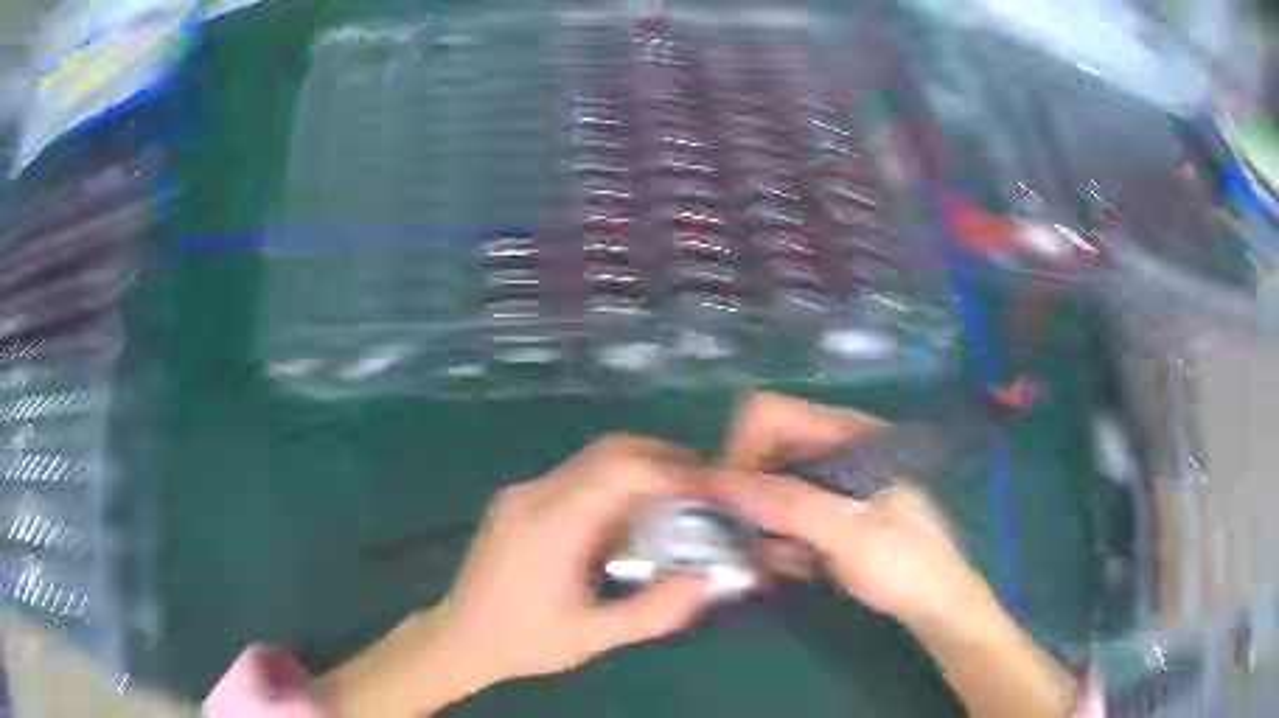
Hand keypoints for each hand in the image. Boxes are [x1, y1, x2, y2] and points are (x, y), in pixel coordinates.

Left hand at [438, 434, 715, 684]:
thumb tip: (705, 579)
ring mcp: (522, 493)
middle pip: (609, 452)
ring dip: (640, 472)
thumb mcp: (592, 637)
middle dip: (664, 460)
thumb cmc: (523, 642)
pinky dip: (615, 487)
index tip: (711, 488)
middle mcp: (533, 495)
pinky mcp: (518, 501)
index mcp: (550, 525)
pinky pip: (576, 478)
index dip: (673, 472)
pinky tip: (630, 520)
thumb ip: (652, 612)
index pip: (620, 471)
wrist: (458, 638)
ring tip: (677, 503)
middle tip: (704, 488)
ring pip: (593, 460)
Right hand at [719, 393, 1078, 717]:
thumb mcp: (849, 532)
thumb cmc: (903, 560)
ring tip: (784, 561)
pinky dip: (777, 540)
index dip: (742, 449)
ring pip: (769, 488)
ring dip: (763, 526)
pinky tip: (796, 566)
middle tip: (749, 540)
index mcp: (847, 432)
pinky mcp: (826, 511)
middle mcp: (833, 448)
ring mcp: (830, 481)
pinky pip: (781, 515)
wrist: (933, 600)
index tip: (730, 499)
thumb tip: (722, 482)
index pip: (771, 413)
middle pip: (764, 451)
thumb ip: (790, 504)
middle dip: (750, 496)